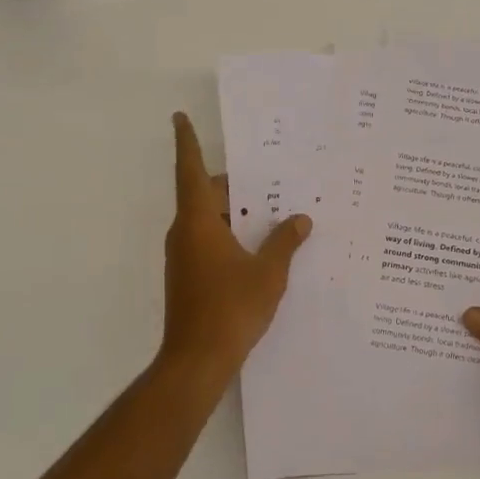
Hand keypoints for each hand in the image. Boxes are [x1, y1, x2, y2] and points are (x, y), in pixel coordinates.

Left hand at [160, 112, 311, 388]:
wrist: (196, 361)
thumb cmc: (230, 308)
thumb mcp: (267, 272)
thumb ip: (285, 242)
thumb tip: (300, 219)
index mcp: (198, 222)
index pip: (190, 170)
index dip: (186, 142)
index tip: (179, 116)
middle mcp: (185, 233)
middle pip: (206, 195)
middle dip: (235, 185)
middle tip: (269, 175)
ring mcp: (183, 256)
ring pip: (209, 220)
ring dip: (236, 212)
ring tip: (274, 208)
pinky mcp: (188, 276)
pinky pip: (210, 241)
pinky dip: (232, 234)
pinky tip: (261, 245)